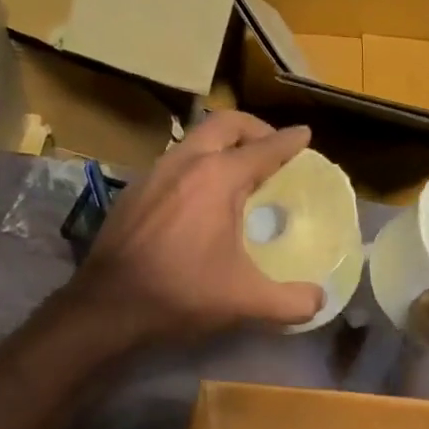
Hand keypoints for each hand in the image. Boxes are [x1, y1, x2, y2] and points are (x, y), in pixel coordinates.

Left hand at [68, 111, 322, 348]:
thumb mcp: (246, 301)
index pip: (264, 148)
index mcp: (218, 177)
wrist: (109, 305)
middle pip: (225, 123)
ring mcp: (154, 172)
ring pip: (194, 139)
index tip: (304, 135)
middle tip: (270, 147)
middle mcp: (186, 162)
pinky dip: (196, 165)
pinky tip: (198, 197)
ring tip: (237, 170)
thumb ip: (292, 301)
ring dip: (221, 144)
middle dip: (253, 128)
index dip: (289, 141)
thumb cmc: (182, 293)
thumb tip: (320, 300)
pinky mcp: (134, 190)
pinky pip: (174, 162)